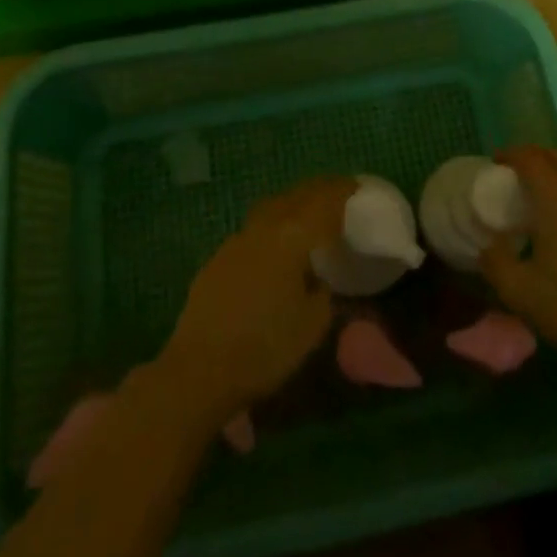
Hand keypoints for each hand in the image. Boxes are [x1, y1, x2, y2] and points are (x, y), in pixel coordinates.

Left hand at [157, 176, 355, 424]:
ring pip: (272, 207)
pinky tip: (274, 246)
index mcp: (292, 237)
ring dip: (292, 204)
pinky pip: (254, 229)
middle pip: (296, 196)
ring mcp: (237, 239)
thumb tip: (320, 280)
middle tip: (337, 194)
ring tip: (307, 214)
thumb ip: (323, 293)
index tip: (356, 187)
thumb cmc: (264, 348)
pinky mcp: (219, 257)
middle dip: (318, 191)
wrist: (199, 369)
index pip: (323, 202)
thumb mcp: (312, 326)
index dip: (341, 191)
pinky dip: (271, 226)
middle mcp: (264, 227)